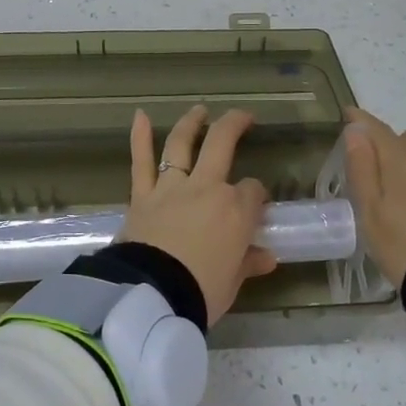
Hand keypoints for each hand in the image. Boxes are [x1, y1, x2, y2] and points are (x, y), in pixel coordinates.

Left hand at [122, 106, 278, 323]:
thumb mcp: (232, 282)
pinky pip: (140, 162)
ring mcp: (172, 187)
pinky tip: (139, 115)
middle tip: (243, 117)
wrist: (153, 295)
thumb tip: (267, 257)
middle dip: (235, 125)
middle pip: (222, 144)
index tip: (255, 206)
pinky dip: (139, 137)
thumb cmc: (201, 291)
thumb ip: (248, 263)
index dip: (256, 195)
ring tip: (199, 109)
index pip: (253, 191)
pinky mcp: (142, 195)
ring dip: (191, 123)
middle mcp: (207, 188)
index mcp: (236, 210)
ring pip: (181, 144)